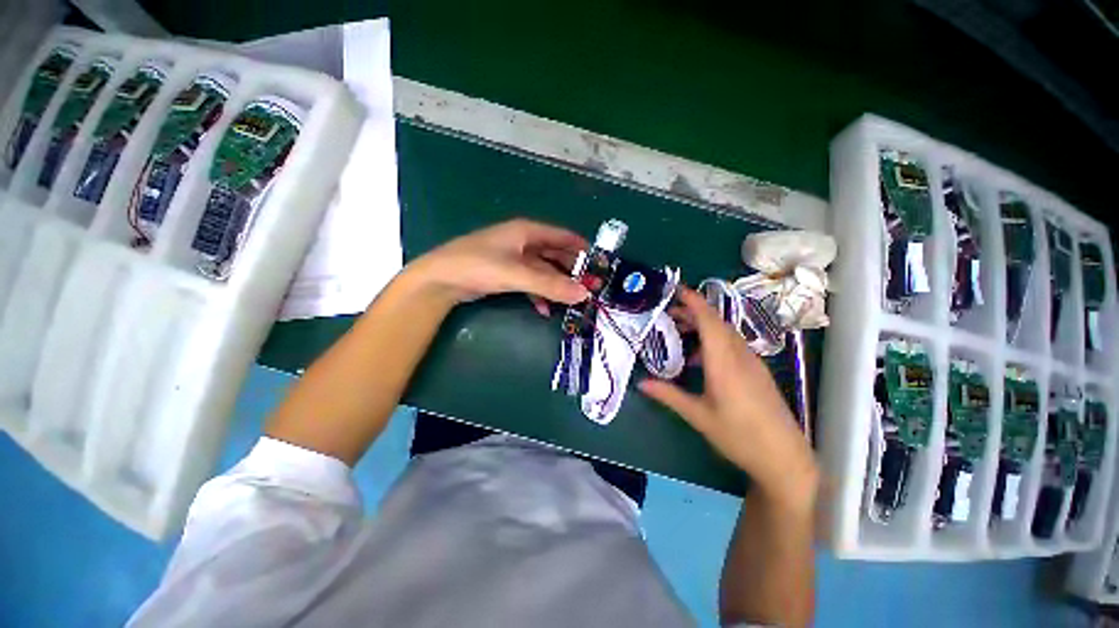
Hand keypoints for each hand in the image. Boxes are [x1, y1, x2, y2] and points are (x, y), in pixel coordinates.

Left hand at [407, 219, 590, 310]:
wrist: (439, 280)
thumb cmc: (478, 266)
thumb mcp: (517, 274)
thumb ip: (550, 284)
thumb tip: (583, 294)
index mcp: (527, 232)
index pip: (563, 236)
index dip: (582, 248)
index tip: (599, 264)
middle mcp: (523, 242)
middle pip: (555, 255)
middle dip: (572, 271)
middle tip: (590, 288)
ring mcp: (514, 259)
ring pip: (544, 271)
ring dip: (557, 285)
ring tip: (573, 302)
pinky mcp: (506, 274)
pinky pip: (530, 283)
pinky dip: (539, 294)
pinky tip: (545, 309)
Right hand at [640, 288, 817, 509]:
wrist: (784, 457)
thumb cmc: (739, 436)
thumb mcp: (698, 416)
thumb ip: (669, 395)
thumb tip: (641, 383)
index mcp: (724, 362)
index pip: (709, 321)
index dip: (694, 301)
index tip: (676, 289)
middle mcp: (740, 356)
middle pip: (717, 322)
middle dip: (693, 311)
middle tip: (668, 312)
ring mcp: (751, 362)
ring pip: (725, 332)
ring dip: (703, 325)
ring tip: (680, 331)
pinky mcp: (756, 371)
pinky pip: (732, 344)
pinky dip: (713, 340)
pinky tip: (700, 358)